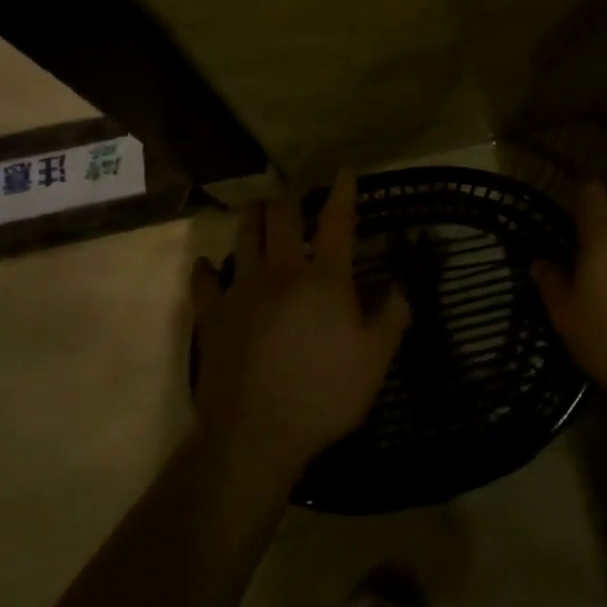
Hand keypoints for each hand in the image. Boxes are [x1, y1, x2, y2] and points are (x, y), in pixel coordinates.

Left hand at [190, 169, 409, 485]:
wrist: (254, 434)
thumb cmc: (322, 394)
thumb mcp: (374, 361)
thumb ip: (392, 318)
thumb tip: (401, 287)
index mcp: (325, 278)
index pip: (337, 222)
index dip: (343, 193)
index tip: (344, 171)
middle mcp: (282, 272)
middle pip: (283, 218)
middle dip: (289, 200)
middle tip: (293, 197)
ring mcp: (242, 291)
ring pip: (245, 237)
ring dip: (252, 217)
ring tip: (257, 208)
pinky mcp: (213, 316)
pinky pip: (204, 283)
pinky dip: (206, 270)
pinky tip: (206, 265)